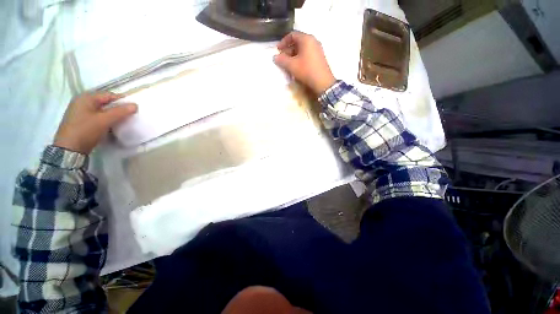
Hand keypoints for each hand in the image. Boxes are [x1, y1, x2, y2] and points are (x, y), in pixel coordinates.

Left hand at [54, 92, 136, 153]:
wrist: (69, 149)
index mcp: (86, 98)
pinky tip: (113, 125)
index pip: (109, 95)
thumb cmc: (86, 130)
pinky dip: (107, 120)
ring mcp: (81, 112)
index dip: (122, 100)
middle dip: (118, 108)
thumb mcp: (104, 120)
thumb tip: (135, 105)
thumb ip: (120, 112)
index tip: (135, 108)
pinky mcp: (82, 121)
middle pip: (105, 102)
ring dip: (113, 115)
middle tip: (130, 115)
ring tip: (123, 121)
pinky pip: (98, 117)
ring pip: (102, 110)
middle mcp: (82, 102)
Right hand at [273, 31, 335, 94]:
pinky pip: (307, 54)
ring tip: (288, 65)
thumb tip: (275, 57)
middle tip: (282, 59)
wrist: (322, 82)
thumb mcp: (292, 65)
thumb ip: (282, 60)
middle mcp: (313, 41)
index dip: (283, 42)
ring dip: (293, 55)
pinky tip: (297, 67)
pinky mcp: (319, 58)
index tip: (278, 50)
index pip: (292, 35)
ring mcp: (317, 50)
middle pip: (298, 42)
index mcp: (306, 39)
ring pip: (302, 49)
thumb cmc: (306, 70)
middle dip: (288, 50)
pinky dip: (300, 58)